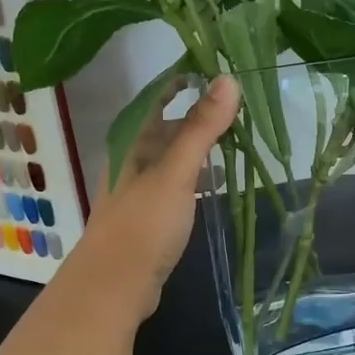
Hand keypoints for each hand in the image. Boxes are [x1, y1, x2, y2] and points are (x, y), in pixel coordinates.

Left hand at [62, 77, 239, 321]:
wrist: (114, 286)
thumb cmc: (143, 223)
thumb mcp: (176, 172)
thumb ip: (201, 128)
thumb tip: (227, 79)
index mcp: (130, 140)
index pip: (158, 96)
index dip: (185, 80)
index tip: (220, 69)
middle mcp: (130, 157)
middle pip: (166, 126)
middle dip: (200, 116)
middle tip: (240, 109)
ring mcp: (137, 188)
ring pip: (171, 156)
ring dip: (199, 147)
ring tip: (236, 142)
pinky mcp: (147, 215)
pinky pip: (174, 183)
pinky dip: (194, 176)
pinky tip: (214, 183)